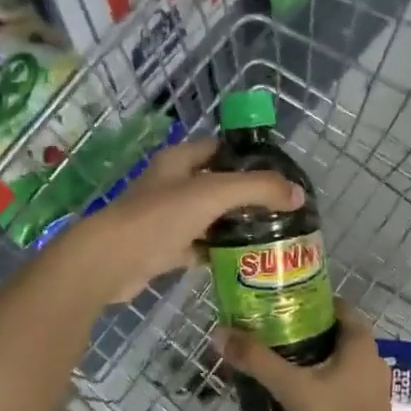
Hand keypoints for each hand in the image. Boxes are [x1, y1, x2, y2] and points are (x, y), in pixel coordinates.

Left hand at [54, 138, 301, 304]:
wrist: (112, 261)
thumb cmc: (160, 218)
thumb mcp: (214, 193)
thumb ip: (258, 189)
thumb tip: (298, 194)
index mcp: (179, 162)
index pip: (219, 148)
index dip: (248, 156)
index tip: (279, 172)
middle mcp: (172, 186)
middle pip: (217, 184)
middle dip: (247, 195)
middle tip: (282, 208)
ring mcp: (167, 219)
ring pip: (210, 218)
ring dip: (235, 225)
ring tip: (271, 234)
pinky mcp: (164, 249)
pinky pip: (199, 247)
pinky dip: (218, 252)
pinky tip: (243, 260)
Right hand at [215, 303, 398, 410]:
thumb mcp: (292, 387)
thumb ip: (257, 360)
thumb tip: (220, 333)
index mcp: (360, 341)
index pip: (336, 305)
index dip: (309, 300)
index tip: (280, 304)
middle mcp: (370, 355)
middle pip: (333, 331)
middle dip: (303, 328)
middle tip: (270, 330)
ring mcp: (370, 382)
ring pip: (336, 356)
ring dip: (309, 354)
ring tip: (276, 356)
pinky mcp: (364, 404)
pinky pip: (339, 378)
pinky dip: (318, 375)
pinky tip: (293, 385)